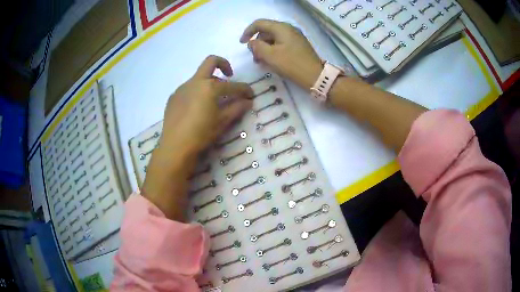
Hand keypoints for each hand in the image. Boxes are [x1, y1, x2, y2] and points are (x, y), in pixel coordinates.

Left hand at [160, 55, 252, 153]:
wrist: (175, 146)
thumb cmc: (202, 134)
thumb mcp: (222, 122)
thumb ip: (237, 108)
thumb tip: (248, 101)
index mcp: (210, 86)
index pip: (233, 85)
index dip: (245, 89)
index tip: (251, 95)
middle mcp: (195, 81)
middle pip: (211, 62)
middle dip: (224, 65)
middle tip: (229, 76)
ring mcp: (182, 88)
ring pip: (198, 77)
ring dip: (209, 83)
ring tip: (212, 100)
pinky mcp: (173, 97)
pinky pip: (188, 89)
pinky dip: (197, 93)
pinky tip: (196, 108)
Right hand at [240, 19, 322, 88]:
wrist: (316, 76)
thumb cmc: (292, 64)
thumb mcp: (270, 55)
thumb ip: (257, 47)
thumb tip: (251, 43)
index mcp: (282, 28)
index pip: (259, 23)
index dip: (248, 32)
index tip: (242, 43)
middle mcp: (288, 29)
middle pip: (266, 31)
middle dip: (257, 43)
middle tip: (254, 58)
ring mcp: (294, 37)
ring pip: (273, 39)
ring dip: (264, 48)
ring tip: (262, 63)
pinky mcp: (298, 46)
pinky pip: (281, 44)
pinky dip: (273, 51)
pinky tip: (271, 62)